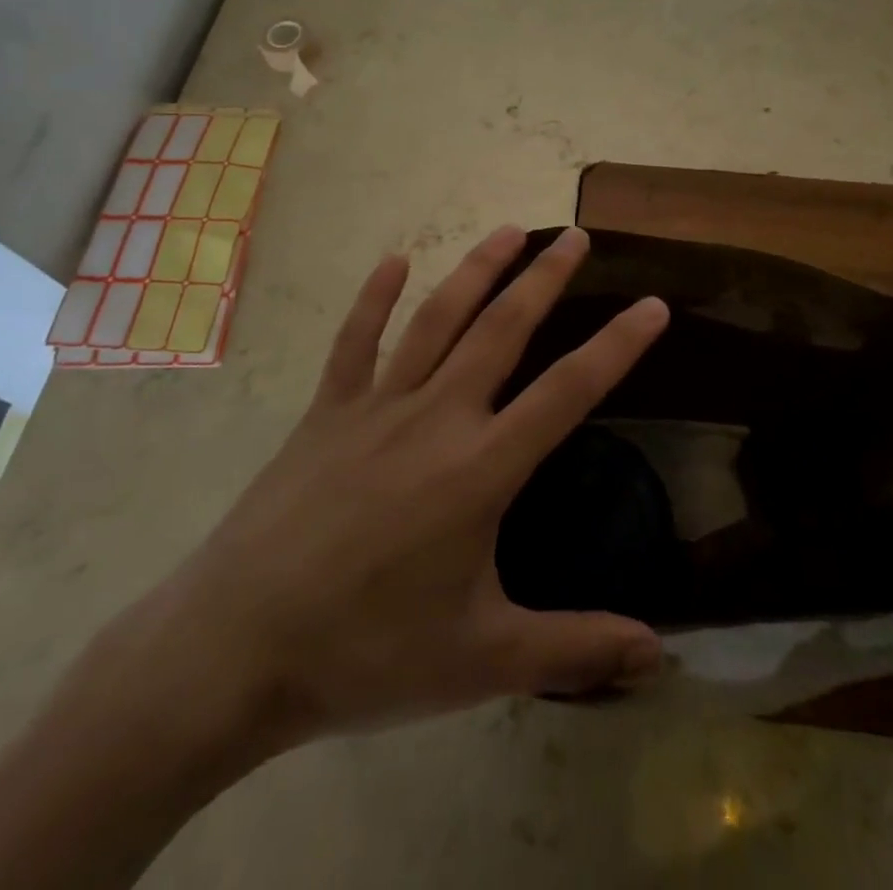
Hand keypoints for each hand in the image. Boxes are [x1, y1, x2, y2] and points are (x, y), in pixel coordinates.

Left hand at [88, 225, 669, 796]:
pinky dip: (375, 296)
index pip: (568, 391)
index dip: (617, 345)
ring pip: (437, 318)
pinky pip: (355, 341)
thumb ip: (574, 650)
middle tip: (576, 236)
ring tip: (510, 230)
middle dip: (546, 278)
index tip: (653, 305)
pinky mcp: (326, 412)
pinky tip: (394, 260)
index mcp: (481, 468)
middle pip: (503, 330)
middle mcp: (437, 417)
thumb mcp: (481, 661)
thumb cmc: (366, 654)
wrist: (234, 651)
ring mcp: (376, 406)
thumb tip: (658, 657)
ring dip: (477, 270)